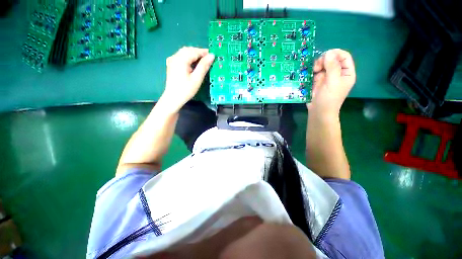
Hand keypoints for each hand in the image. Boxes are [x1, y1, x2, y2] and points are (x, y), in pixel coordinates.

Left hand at [160, 47, 214, 111]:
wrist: (173, 98)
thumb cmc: (186, 90)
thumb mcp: (197, 79)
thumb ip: (204, 66)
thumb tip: (211, 56)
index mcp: (181, 59)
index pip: (194, 51)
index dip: (204, 52)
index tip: (213, 55)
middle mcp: (175, 57)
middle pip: (188, 50)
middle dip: (199, 52)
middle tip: (209, 59)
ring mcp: (172, 60)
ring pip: (184, 52)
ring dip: (194, 54)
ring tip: (203, 61)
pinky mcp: (171, 65)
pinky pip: (181, 57)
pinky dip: (189, 58)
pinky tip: (193, 63)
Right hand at [308, 49, 355, 117]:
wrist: (318, 111)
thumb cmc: (329, 98)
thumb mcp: (333, 82)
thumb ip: (332, 66)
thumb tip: (329, 52)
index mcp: (346, 72)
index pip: (344, 56)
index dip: (335, 53)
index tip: (325, 56)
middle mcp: (337, 73)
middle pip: (332, 58)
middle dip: (324, 60)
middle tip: (317, 67)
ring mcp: (327, 77)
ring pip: (322, 64)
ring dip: (317, 66)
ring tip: (313, 72)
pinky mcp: (318, 81)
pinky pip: (315, 72)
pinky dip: (312, 71)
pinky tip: (310, 75)